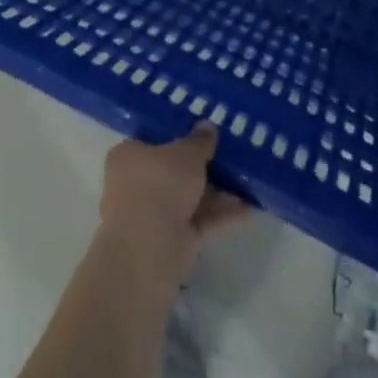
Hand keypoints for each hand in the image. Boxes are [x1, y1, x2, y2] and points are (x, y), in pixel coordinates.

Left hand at [96, 126, 247, 299]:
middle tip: (231, 155)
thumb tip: (208, 127)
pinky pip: (199, 222)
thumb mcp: (186, 153)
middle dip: (203, 168)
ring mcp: (153, 217)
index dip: (179, 136)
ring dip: (217, 193)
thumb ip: (199, 141)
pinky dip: (220, 216)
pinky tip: (249, 208)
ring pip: (189, 199)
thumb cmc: (159, 185)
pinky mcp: (171, 243)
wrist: (149, 250)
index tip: (204, 134)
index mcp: (128, 156)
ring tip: (248, 180)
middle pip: (174, 172)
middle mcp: (136, 185)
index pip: (153, 141)